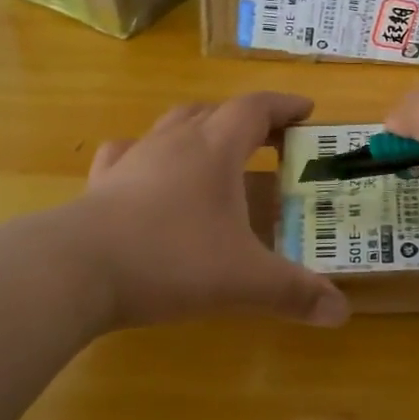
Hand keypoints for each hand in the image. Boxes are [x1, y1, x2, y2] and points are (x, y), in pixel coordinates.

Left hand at [77, 92, 348, 328]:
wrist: (76, 269)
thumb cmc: (171, 260)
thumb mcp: (244, 280)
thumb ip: (295, 293)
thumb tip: (342, 313)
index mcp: (215, 150)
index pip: (255, 109)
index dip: (285, 106)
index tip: (307, 112)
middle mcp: (174, 142)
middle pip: (214, 111)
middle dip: (245, 119)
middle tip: (268, 140)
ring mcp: (133, 159)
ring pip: (171, 125)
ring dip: (199, 130)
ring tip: (214, 152)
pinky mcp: (101, 183)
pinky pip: (127, 153)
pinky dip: (146, 154)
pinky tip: (146, 172)